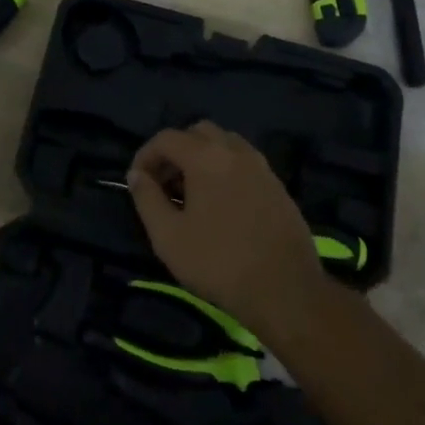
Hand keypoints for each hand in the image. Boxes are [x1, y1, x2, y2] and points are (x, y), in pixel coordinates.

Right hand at [126, 122, 324, 337]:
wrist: (287, 291)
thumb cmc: (219, 263)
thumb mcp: (168, 237)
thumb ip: (147, 199)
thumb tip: (137, 175)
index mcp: (206, 157)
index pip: (166, 138)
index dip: (145, 155)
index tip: (137, 182)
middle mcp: (235, 151)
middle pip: (198, 133)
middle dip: (176, 151)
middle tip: (165, 184)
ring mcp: (261, 167)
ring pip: (225, 144)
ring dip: (202, 157)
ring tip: (192, 193)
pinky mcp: (278, 186)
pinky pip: (244, 163)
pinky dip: (225, 170)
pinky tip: (221, 205)